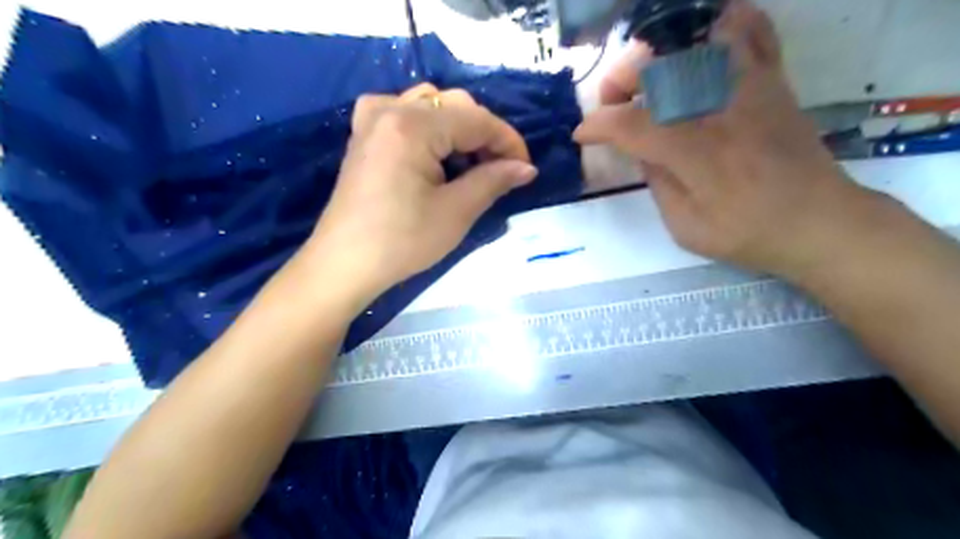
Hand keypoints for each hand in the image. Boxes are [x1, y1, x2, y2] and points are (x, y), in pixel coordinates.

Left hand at [307, 84, 536, 302]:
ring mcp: (372, 118)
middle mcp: (390, 109)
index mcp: (412, 125)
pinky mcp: (364, 134)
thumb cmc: (402, 242)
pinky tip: (435, 153)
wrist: (345, 264)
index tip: (526, 169)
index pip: (477, 120)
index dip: (509, 142)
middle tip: (499, 171)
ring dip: (459, 130)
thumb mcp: (456, 212)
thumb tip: (526, 167)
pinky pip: (406, 113)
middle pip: (455, 106)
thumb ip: (494, 180)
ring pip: (432, 105)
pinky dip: (431, 128)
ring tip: (470, 165)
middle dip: (484, 136)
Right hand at [572, 0, 879, 277]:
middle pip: (660, 66)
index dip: (598, 125)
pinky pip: (751, 31)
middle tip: (611, 104)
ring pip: (698, 38)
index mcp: (695, 152)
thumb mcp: (684, 226)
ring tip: (647, 77)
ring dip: (659, 52)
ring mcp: (751, 87)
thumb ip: (656, 181)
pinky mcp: (772, 81)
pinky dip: (720, 26)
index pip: (631, 123)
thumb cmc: (746, 233)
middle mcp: (721, 109)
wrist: (818, 221)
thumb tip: (640, 149)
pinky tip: (698, 46)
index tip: (582, 134)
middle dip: (621, 79)